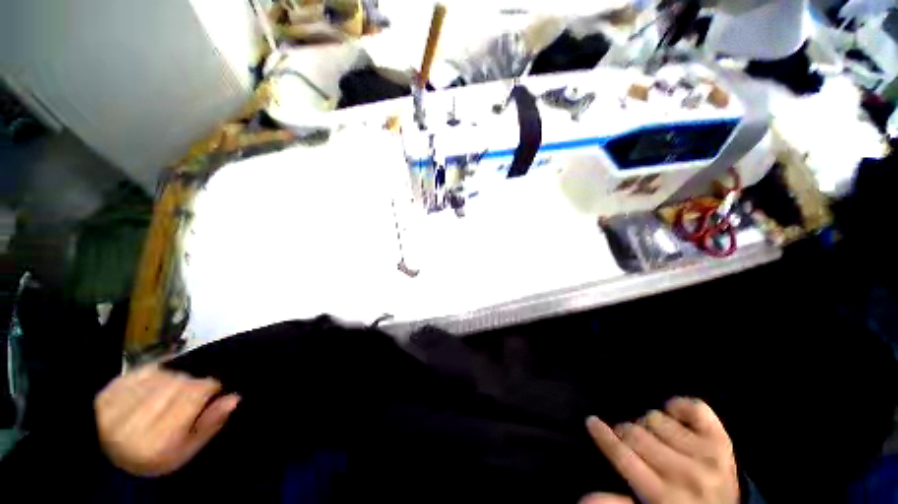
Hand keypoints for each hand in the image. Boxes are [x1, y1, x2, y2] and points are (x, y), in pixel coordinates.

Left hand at [94, 364, 239, 476]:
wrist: (113, 459)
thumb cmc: (159, 455)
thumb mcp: (189, 449)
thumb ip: (211, 423)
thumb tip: (234, 397)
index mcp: (157, 442)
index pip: (193, 393)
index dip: (208, 387)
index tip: (211, 391)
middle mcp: (133, 424)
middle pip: (178, 381)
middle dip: (190, 383)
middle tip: (189, 394)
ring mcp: (115, 408)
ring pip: (161, 374)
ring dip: (172, 379)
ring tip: (169, 393)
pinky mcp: (106, 394)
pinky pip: (142, 371)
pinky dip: (154, 375)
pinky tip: (153, 387)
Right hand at [583, 398, 738, 503]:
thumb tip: (583, 497)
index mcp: (664, 497)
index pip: (623, 458)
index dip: (603, 437)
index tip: (591, 421)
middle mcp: (685, 474)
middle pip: (635, 434)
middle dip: (625, 433)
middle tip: (628, 440)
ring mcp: (705, 455)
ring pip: (656, 419)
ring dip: (650, 425)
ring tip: (655, 437)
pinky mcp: (721, 440)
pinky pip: (694, 409)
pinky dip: (680, 407)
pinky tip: (675, 417)